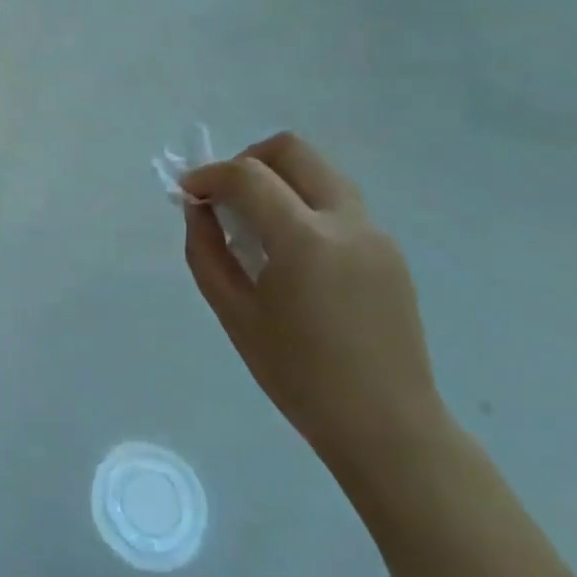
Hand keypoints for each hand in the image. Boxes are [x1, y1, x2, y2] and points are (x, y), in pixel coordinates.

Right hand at [181, 132, 443, 483]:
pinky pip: (338, 204)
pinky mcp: (389, 250)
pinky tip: (291, 253)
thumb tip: (198, 209)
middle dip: (248, 159)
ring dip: (279, 179)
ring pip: (320, 172)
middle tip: (225, 196)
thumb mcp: (234, 314)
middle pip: (292, 150)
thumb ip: (207, 251)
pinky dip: (304, 205)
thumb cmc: (299, 375)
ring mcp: (375, 233)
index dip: (210, 175)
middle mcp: (346, 221)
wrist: (387, 426)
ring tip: (255, 223)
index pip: (248, 175)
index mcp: (305, 238)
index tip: (188, 193)